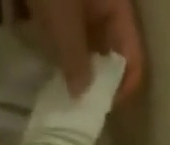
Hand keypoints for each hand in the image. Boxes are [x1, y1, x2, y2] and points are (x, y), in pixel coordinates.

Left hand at [21, 0, 145, 102]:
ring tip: (53, 81)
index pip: (132, 58)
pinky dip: (51, 41)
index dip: (121, 88)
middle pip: (106, 53)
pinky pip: (61, 27)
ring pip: (82, 42)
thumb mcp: (63, 19)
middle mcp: (103, 4)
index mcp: (117, 6)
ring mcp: (80, 0)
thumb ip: (75, 59)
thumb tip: (82, 95)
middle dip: (91, 78)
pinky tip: (37, 51)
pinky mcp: (57, 0)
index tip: (100, 108)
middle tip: (73, 102)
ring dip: (69, 62)